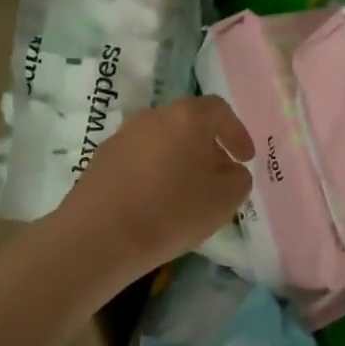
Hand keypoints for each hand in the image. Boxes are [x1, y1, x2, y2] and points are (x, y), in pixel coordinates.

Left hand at [56, 96, 254, 281]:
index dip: (236, 133)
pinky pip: (138, 160)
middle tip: (218, 175)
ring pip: (160, 141)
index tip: (245, 158)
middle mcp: (152, 117)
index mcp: (186, 116)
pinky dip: (153, 173)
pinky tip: (155, 202)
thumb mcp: (225, 199)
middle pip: (187, 124)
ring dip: (177, 160)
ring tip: (186, 192)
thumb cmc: (172, 211)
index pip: (219, 110)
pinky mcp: (101, 160)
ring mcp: (122, 136)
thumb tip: (229, 169)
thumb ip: (238, 178)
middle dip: (206, 147)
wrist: (100, 235)